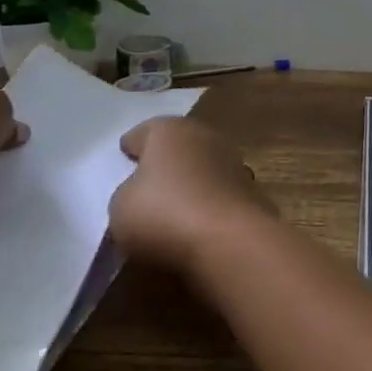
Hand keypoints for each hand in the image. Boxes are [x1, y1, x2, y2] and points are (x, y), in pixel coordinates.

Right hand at [110, 117, 273, 271]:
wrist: (229, 240)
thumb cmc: (164, 213)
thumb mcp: (120, 207)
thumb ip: (128, 193)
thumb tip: (143, 194)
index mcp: (168, 130)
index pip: (144, 133)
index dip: (132, 146)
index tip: (125, 155)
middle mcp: (204, 137)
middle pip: (178, 146)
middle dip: (165, 161)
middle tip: (148, 180)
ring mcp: (233, 163)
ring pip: (203, 168)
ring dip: (191, 181)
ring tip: (174, 205)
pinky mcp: (251, 192)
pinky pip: (219, 194)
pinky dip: (209, 204)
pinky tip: (198, 222)